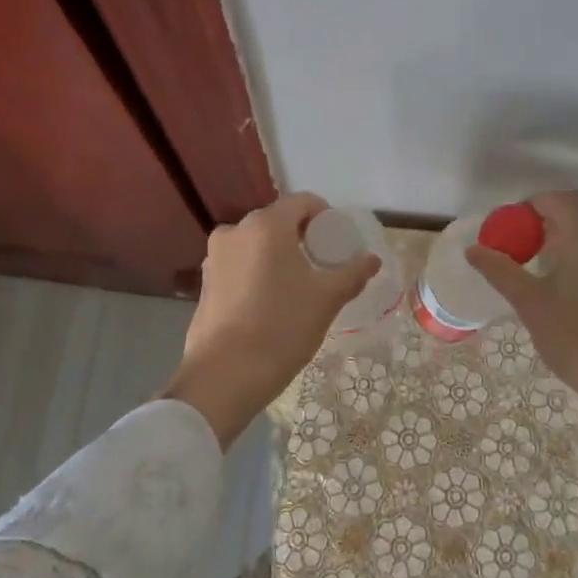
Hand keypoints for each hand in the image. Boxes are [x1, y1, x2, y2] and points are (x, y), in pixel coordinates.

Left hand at [163, 193, 380, 448]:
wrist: (225, 375)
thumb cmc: (282, 327)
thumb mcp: (327, 299)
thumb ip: (353, 273)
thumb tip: (372, 259)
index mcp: (266, 225)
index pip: (302, 202)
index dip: (326, 216)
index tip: (340, 241)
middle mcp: (235, 231)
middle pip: (278, 222)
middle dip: (303, 237)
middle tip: (324, 264)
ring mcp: (214, 257)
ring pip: (257, 245)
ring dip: (279, 256)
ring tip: (299, 285)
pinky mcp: (204, 283)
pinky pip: (240, 265)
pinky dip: (259, 272)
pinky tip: (272, 301)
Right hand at [468, 190, 577, 534]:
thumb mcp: (531, 305)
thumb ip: (501, 272)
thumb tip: (473, 249)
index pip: (557, 200)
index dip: (527, 207)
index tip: (505, 228)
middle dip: (547, 212)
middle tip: (519, 237)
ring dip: (564, 229)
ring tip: (535, 258)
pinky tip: (560, 279)